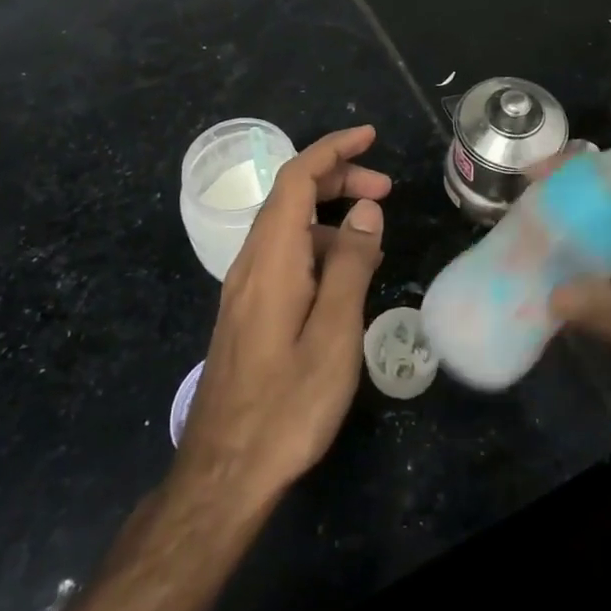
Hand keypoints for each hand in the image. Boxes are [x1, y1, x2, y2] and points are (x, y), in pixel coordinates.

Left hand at [173, 125, 389, 514]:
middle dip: (337, 178)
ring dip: (330, 215)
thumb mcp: (334, 333)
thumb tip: (365, 210)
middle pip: (291, 196)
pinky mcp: (248, 312)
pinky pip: (285, 257)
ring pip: (288, 227)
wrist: (224, 473)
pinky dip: (318, 246)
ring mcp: (245, 288)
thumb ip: (350, 264)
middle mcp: (252, 263)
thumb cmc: (287, 405)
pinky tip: (345, 276)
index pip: (296, 178)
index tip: (370, 137)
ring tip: (374, 237)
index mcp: (272, 259)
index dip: (332, 149)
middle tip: (386, 189)